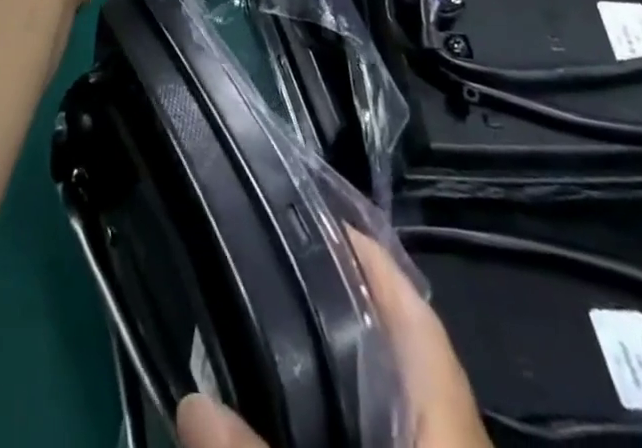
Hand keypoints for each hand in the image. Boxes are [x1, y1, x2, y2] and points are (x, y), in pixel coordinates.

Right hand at [177, 232, 490, 447]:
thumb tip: (192, 404)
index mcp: (449, 445)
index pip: (422, 331)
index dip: (380, 267)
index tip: (327, 216)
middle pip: (401, 364)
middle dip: (340, 314)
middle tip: (270, 272)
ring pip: (387, 414)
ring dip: (332, 377)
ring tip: (264, 338)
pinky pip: (380, 443)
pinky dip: (334, 428)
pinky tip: (289, 422)